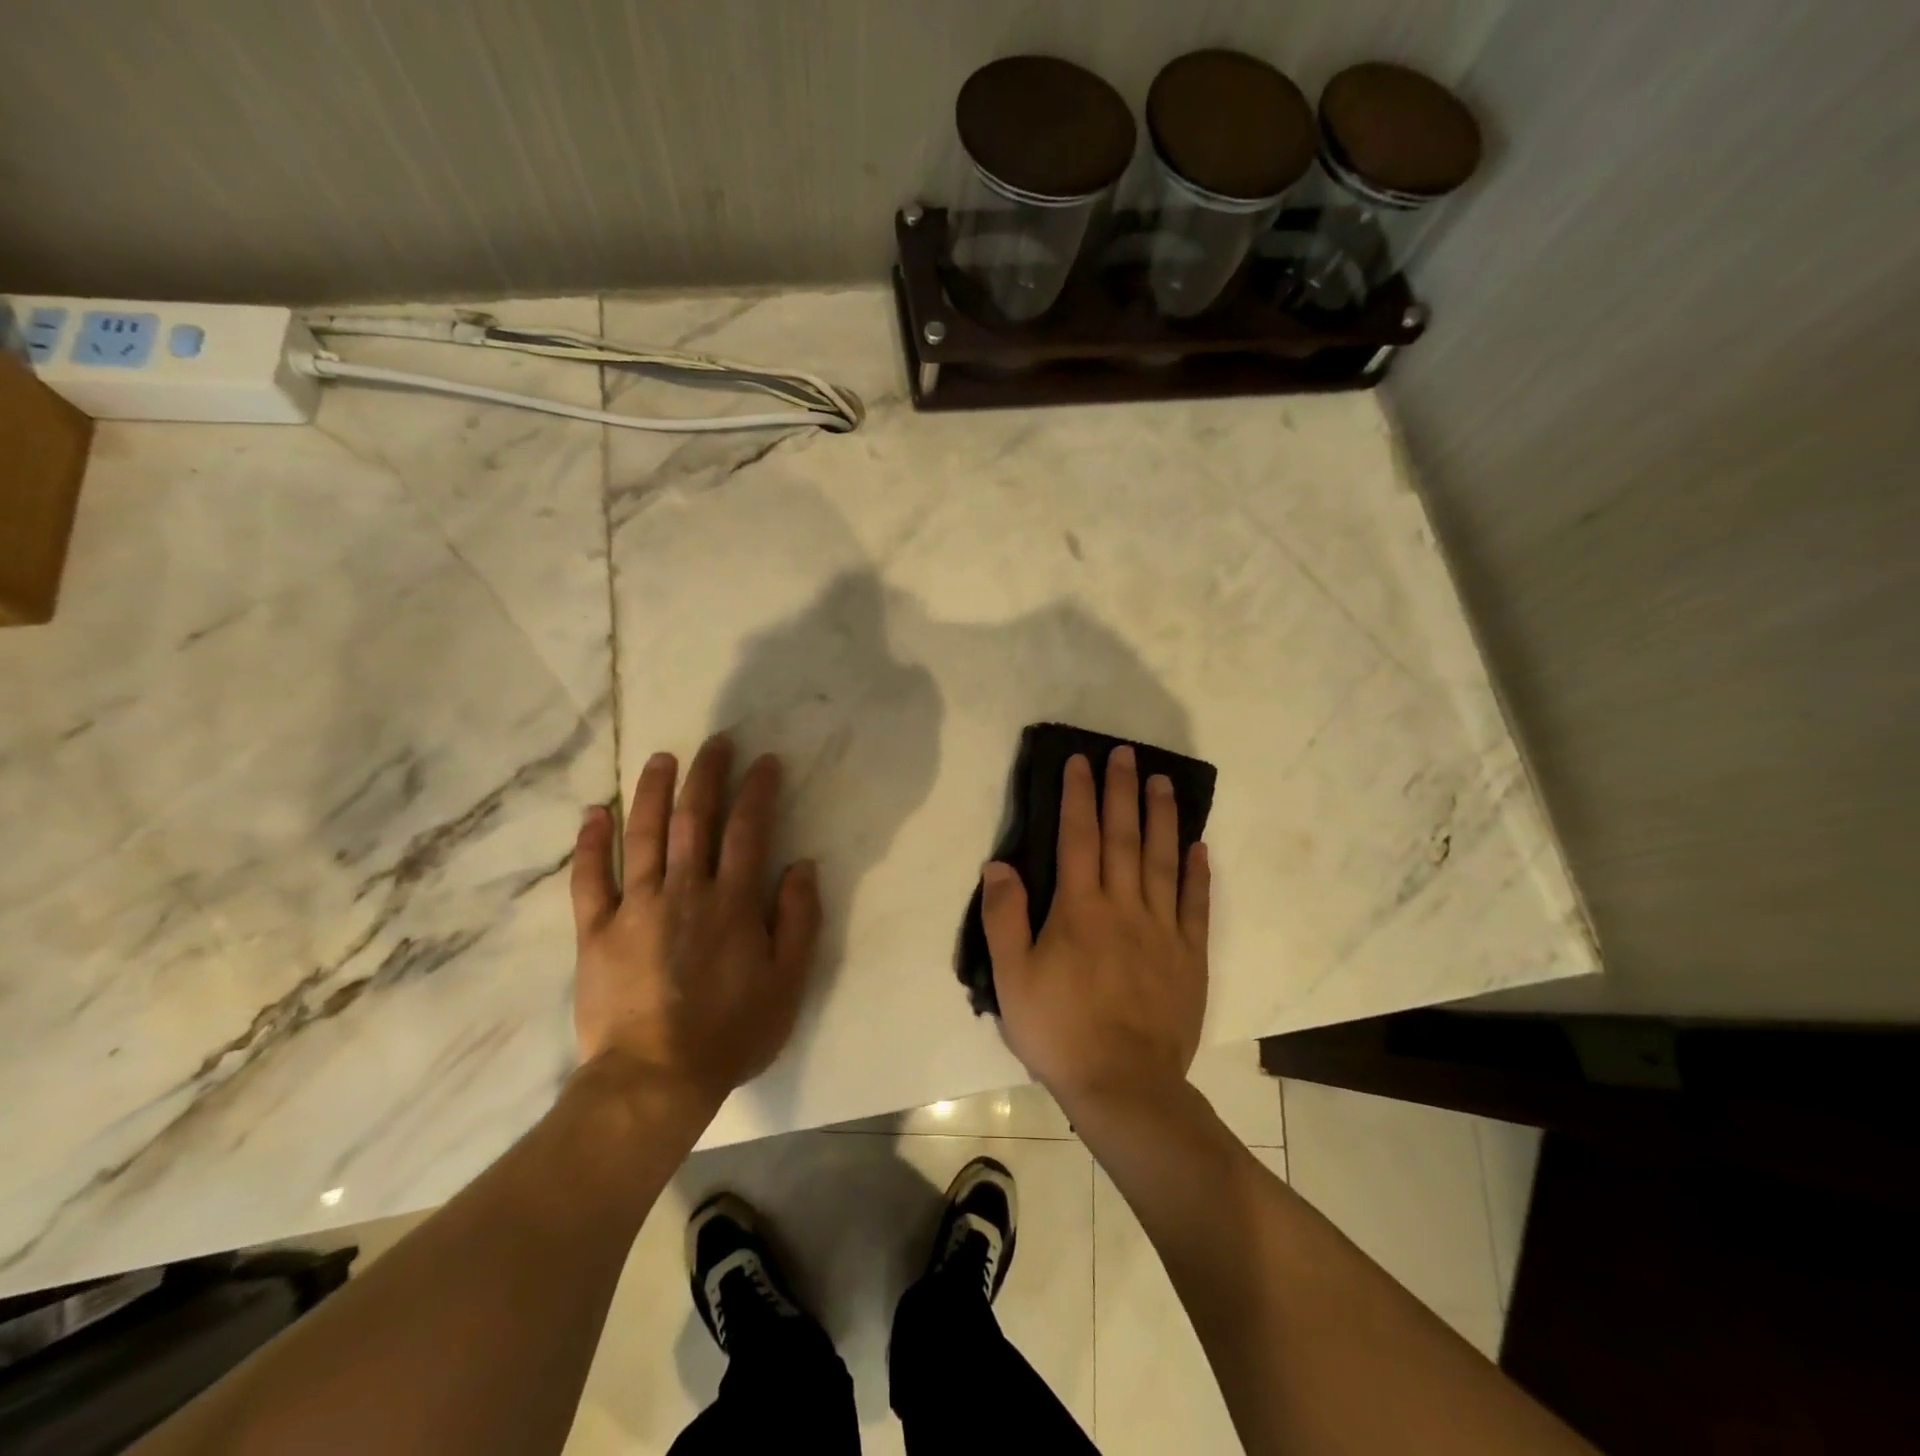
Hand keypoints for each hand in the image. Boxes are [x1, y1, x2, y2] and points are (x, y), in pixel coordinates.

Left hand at [570, 734, 821, 1112]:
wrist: (653, 1080)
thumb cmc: (730, 1033)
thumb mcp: (788, 982)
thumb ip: (799, 920)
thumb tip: (801, 866)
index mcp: (732, 903)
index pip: (748, 830)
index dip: (757, 790)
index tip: (764, 760)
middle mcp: (684, 892)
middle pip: (694, 819)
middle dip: (707, 775)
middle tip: (715, 743)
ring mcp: (635, 908)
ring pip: (643, 835)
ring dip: (652, 792)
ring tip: (661, 758)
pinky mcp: (596, 931)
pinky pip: (589, 878)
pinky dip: (591, 843)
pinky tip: (595, 812)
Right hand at [982, 747, 1210, 1110]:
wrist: (1124, 1085)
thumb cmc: (1060, 1030)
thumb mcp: (1012, 978)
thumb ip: (1004, 917)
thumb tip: (999, 864)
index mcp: (1079, 909)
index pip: (1078, 837)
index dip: (1078, 795)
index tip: (1080, 762)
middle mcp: (1124, 906)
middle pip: (1123, 837)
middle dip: (1122, 791)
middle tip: (1126, 754)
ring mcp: (1162, 929)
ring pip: (1163, 860)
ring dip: (1163, 818)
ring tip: (1163, 782)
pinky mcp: (1190, 955)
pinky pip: (1196, 904)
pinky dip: (1198, 872)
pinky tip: (1199, 846)